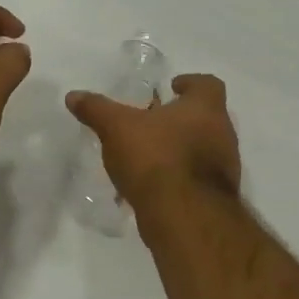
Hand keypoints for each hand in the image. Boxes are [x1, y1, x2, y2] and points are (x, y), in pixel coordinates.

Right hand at [66, 73, 240, 215]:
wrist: (184, 216)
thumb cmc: (156, 158)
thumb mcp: (117, 128)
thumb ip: (97, 110)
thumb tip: (74, 96)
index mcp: (206, 108)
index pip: (208, 84)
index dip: (190, 83)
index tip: (172, 87)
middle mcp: (223, 134)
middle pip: (206, 118)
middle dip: (181, 120)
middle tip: (153, 123)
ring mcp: (224, 168)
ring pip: (202, 150)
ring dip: (180, 150)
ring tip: (149, 157)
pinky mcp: (216, 197)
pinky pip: (197, 180)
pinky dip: (179, 178)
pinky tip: (153, 187)